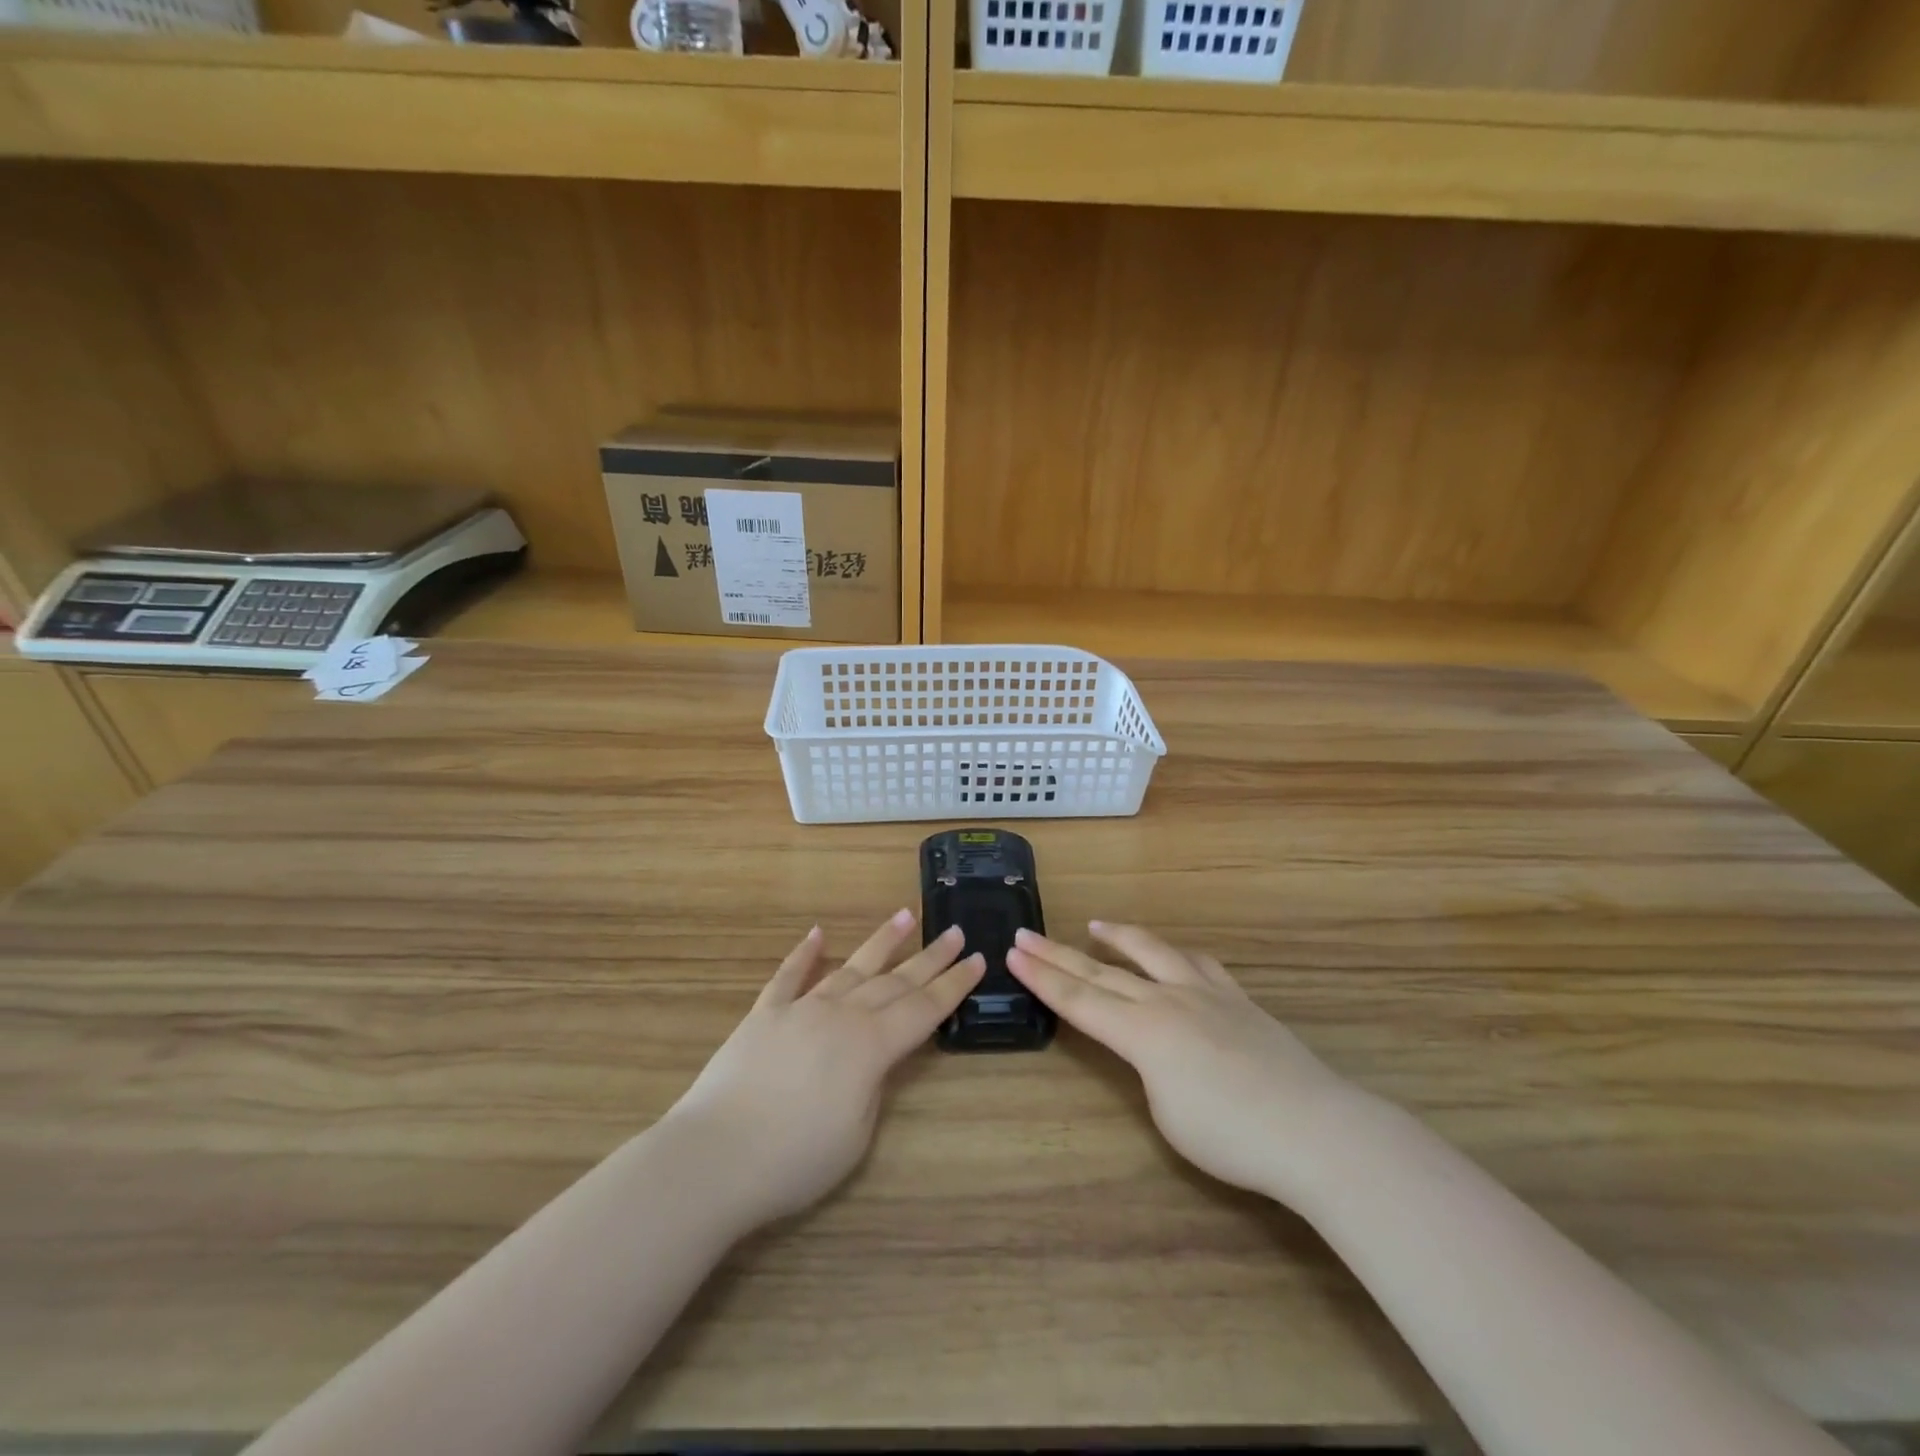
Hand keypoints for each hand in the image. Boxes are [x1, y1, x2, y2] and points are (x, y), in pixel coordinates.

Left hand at [662, 910, 984, 1231]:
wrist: (714, 1157)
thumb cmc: (794, 1160)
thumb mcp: (857, 1135)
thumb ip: (873, 1086)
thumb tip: (874, 1058)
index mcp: (871, 1046)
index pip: (924, 1008)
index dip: (954, 985)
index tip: (978, 959)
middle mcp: (842, 1015)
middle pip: (895, 981)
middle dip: (930, 957)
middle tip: (955, 932)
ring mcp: (801, 1008)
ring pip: (850, 968)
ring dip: (881, 942)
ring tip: (905, 915)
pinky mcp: (764, 1014)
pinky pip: (789, 977)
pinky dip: (803, 954)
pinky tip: (817, 934)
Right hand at [1007, 922, 1354, 1203]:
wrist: (1315, 1129)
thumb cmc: (1233, 1138)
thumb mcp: (1168, 1115)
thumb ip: (1149, 1072)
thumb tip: (1154, 1051)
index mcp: (1143, 1033)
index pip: (1079, 1001)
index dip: (1042, 979)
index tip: (1013, 954)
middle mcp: (1167, 1001)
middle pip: (1102, 972)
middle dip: (1058, 954)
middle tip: (1026, 934)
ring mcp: (1205, 993)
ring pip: (1151, 952)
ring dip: (1118, 938)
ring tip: (1095, 926)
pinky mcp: (1237, 998)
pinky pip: (1198, 964)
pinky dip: (1174, 955)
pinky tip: (1172, 955)